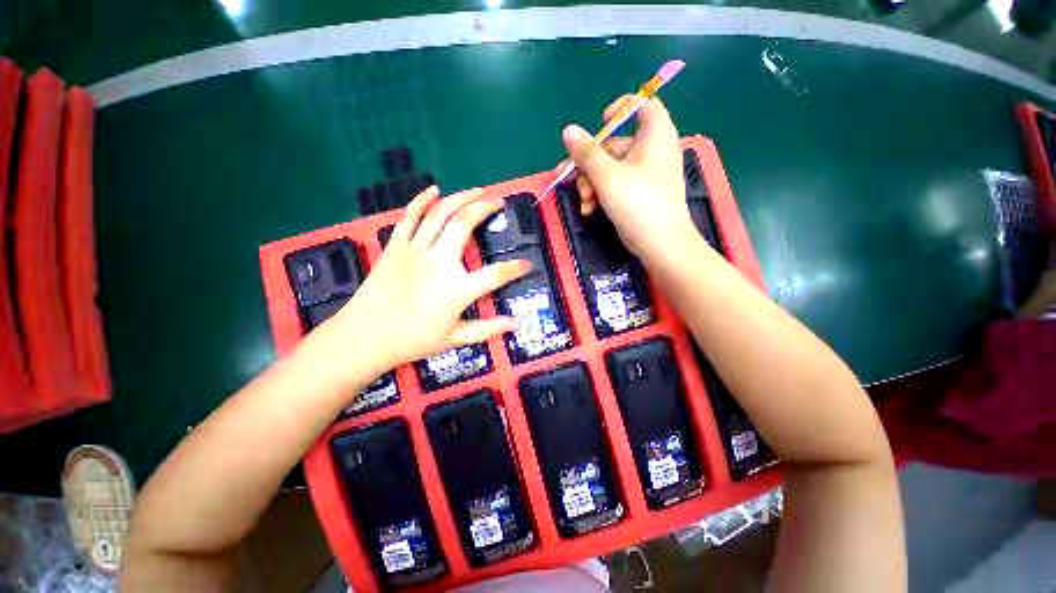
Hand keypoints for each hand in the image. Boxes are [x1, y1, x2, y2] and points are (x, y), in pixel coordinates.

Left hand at [331, 186, 530, 369]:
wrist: (365, 336)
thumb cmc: (413, 340)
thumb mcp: (455, 339)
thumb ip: (487, 329)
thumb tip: (515, 324)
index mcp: (458, 288)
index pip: (497, 273)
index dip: (516, 268)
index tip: (527, 264)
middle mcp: (439, 261)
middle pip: (466, 223)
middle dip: (486, 208)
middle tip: (499, 203)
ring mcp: (415, 249)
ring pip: (440, 212)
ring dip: (461, 197)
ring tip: (478, 190)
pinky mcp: (396, 245)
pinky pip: (410, 215)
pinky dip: (422, 199)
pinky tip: (434, 189)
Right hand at [560, 96, 698, 262]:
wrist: (660, 244)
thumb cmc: (637, 203)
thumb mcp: (607, 176)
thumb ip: (586, 152)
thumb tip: (568, 130)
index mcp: (655, 135)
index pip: (644, 105)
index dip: (622, 107)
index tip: (600, 122)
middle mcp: (652, 151)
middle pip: (615, 145)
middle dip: (589, 164)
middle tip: (568, 178)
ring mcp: (646, 175)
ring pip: (611, 170)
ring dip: (591, 184)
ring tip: (584, 202)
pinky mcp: (640, 194)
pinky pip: (616, 186)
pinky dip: (602, 194)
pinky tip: (589, 210)